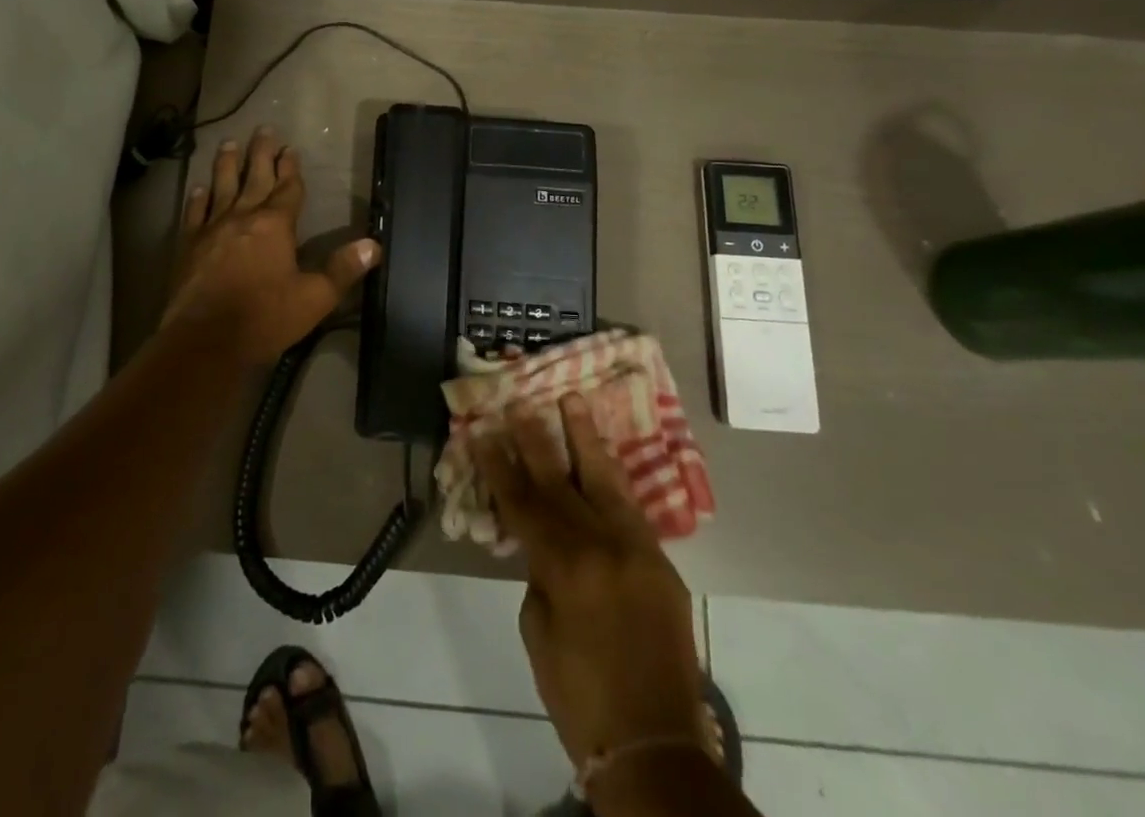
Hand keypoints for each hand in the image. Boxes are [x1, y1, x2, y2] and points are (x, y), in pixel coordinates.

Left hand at [161, 126, 381, 364]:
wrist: (206, 340)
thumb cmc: (265, 318)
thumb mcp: (314, 298)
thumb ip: (343, 269)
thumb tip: (374, 245)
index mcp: (276, 225)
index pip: (288, 189)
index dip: (291, 168)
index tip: (291, 148)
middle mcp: (243, 217)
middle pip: (255, 178)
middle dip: (261, 154)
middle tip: (263, 129)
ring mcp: (212, 229)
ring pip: (222, 187)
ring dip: (227, 165)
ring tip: (229, 143)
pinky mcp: (189, 246)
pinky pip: (195, 214)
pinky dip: (198, 198)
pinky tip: (199, 187)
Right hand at [475, 394, 704, 765]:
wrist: (655, 744)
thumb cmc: (580, 696)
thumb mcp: (539, 631)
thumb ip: (540, 575)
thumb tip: (545, 544)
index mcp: (566, 565)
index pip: (523, 501)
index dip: (499, 465)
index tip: (483, 431)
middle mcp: (603, 544)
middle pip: (561, 480)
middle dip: (536, 439)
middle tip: (520, 403)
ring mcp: (637, 549)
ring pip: (605, 479)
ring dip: (585, 438)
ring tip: (573, 400)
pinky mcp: (661, 562)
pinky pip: (631, 507)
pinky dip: (613, 478)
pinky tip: (602, 457)